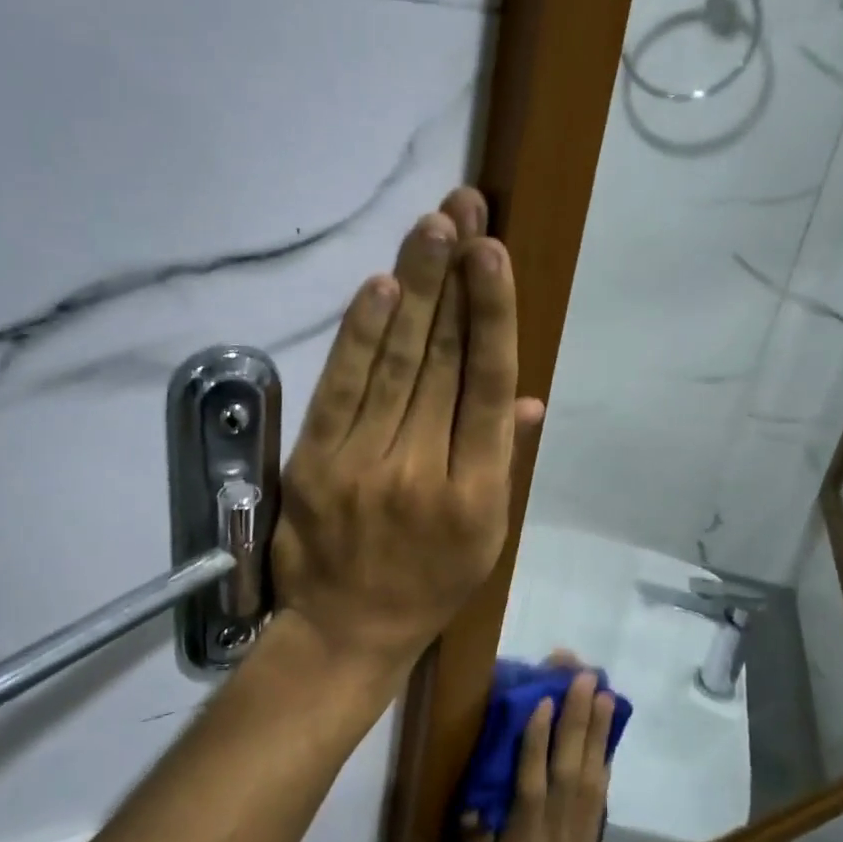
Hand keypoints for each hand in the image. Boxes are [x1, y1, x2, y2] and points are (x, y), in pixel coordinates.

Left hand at [271, 187, 542, 691]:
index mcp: (476, 492)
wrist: (344, 632)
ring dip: (414, 288)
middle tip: (464, 209)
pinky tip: (380, 285)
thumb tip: (527, 395)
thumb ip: (504, 460)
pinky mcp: (315, 464)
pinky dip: (359, 335)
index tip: (494, 253)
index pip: (487, 387)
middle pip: (442, 361)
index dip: (492, 315)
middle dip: (455, 278)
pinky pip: (340, 390)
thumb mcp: (486, 537)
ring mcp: (364, 465)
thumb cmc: (427, 586)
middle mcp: (424, 471)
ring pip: (395, 364)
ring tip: (432, 226)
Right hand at [455, 665, 616, 841]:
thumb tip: (475, 804)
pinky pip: (598, 795)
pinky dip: (603, 761)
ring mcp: (577, 837)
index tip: (543, 698)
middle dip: (577, 718)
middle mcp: (557, 832)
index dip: (538, 739)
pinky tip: (605, 740)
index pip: (532, 781)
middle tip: (585, 675)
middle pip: (570, 766)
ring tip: (603, 692)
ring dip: (596, 731)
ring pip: (590, 773)